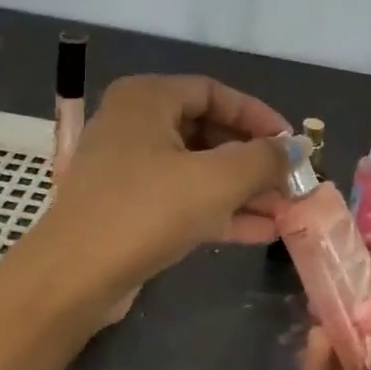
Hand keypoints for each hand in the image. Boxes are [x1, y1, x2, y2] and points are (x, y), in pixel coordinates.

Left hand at [23, 74, 291, 307]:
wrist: (73, 277)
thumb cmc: (146, 210)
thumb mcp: (216, 180)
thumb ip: (263, 159)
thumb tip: (296, 149)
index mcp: (147, 98)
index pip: (214, 92)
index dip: (258, 116)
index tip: (292, 143)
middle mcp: (133, 123)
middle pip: (207, 131)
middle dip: (253, 160)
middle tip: (291, 182)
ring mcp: (127, 168)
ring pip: (197, 169)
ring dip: (242, 190)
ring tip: (286, 211)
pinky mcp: (127, 207)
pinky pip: (182, 198)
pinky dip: (218, 210)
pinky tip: (261, 231)